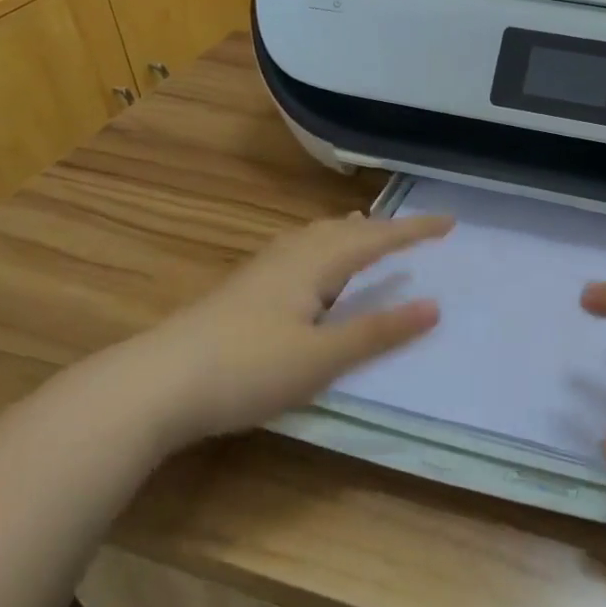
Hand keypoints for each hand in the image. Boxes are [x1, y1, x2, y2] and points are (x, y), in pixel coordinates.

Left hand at [86, 212, 451, 457]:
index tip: (450, 222)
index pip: (376, 238)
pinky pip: (298, 253)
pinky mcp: (242, 290)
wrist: (155, 384)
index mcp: (314, 265)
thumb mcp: (321, 358)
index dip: (414, 231)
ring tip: (366, 234)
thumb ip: (377, 332)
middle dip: (383, 228)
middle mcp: (289, 257)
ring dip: (349, 234)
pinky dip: (323, 249)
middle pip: (344, 230)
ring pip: (316, 238)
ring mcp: (260, 271)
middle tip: (412, 232)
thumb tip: (434, 306)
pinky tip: (311, 272)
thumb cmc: (247, 369)